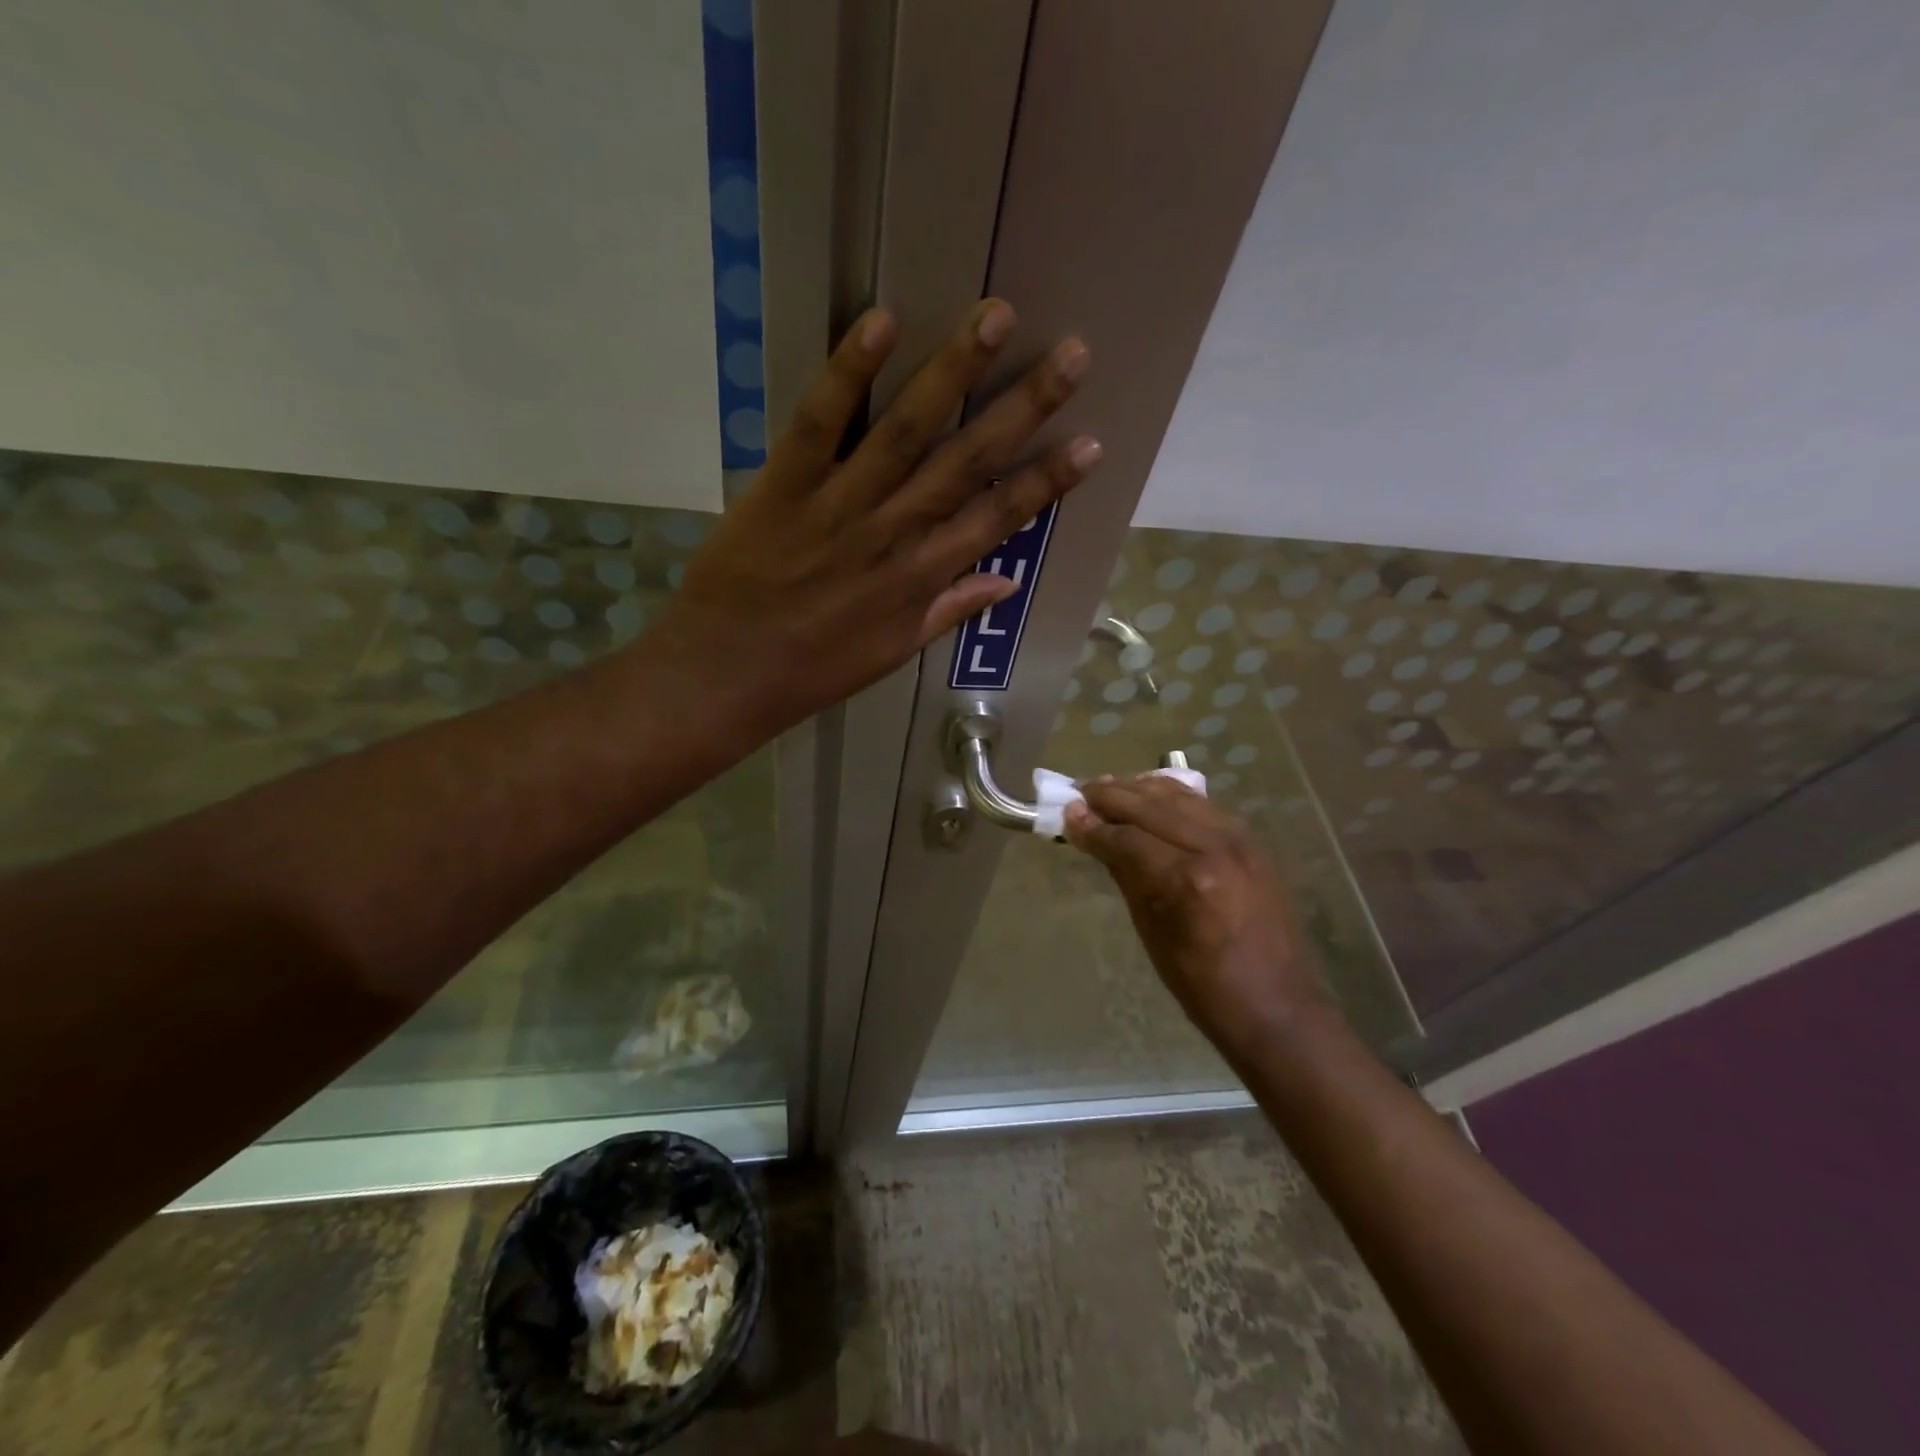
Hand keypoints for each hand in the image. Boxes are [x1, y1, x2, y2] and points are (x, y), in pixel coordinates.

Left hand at [654, 300, 1097, 731]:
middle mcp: (893, 534)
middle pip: (967, 463)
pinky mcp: (783, 486)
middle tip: (1072, 353)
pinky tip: (883, 322)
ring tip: (995, 317)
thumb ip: (949, 609)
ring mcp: (839, 507)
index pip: (998, 520)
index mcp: (921, 579)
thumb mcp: (893, 652)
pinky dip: (849, 373)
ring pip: (905, 431)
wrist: (726, 677)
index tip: (1091, 443)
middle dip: (1023, 407)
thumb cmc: (813, 671)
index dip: (1047, 482)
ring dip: (953, 372)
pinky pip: (819, 424)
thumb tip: (1008, 581)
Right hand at [1064, 776, 1336, 1059]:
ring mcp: (1240, 840)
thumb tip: (1095, 839)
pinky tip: (1150, 793)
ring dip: (1140, 788)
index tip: (1066, 815)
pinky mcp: (1252, 842)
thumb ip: (1126, 875)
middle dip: (1111, 797)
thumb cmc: (1204, 985)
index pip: (1128, 838)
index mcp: (1189, 880)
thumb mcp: (1152, 933)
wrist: (1277, 1006)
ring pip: (1180, 796)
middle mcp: (1216, 847)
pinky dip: (1172, 796)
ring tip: (1108, 787)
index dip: (1093, 826)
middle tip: (1079, 792)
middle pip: (1152, 806)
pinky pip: (1203, 805)